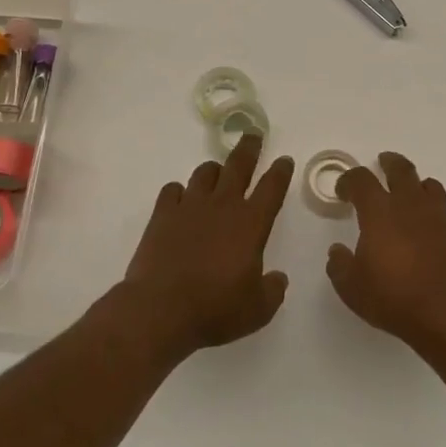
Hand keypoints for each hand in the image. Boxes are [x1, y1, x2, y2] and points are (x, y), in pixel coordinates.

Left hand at [117, 134, 294, 362]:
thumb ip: (272, 290)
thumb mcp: (258, 310)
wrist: (161, 309)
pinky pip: (173, 190)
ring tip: (217, 173)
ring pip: (205, 173)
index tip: (284, 160)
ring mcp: (189, 206)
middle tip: (253, 136)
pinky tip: (180, 199)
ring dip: (214, 170)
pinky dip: (180, 191)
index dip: (280, 171)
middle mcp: (222, 206)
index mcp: (251, 224)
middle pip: (238, 166)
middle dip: (249, 149)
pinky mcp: (162, 214)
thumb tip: (277, 278)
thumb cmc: (216, 310)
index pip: (272, 188)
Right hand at [328, 151, 445, 349]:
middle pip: (401, 170)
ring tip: (412, 194)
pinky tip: (435, 236)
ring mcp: (442, 218)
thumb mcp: (352, 288)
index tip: (343, 189)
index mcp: (380, 212)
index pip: (361, 180)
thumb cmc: (395, 298)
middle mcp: (412, 206)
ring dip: (418, 186)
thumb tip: (337, 252)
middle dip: (390, 163)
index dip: (349, 180)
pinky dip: (439, 220)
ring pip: (431, 187)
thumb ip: (340, 266)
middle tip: (384, 162)